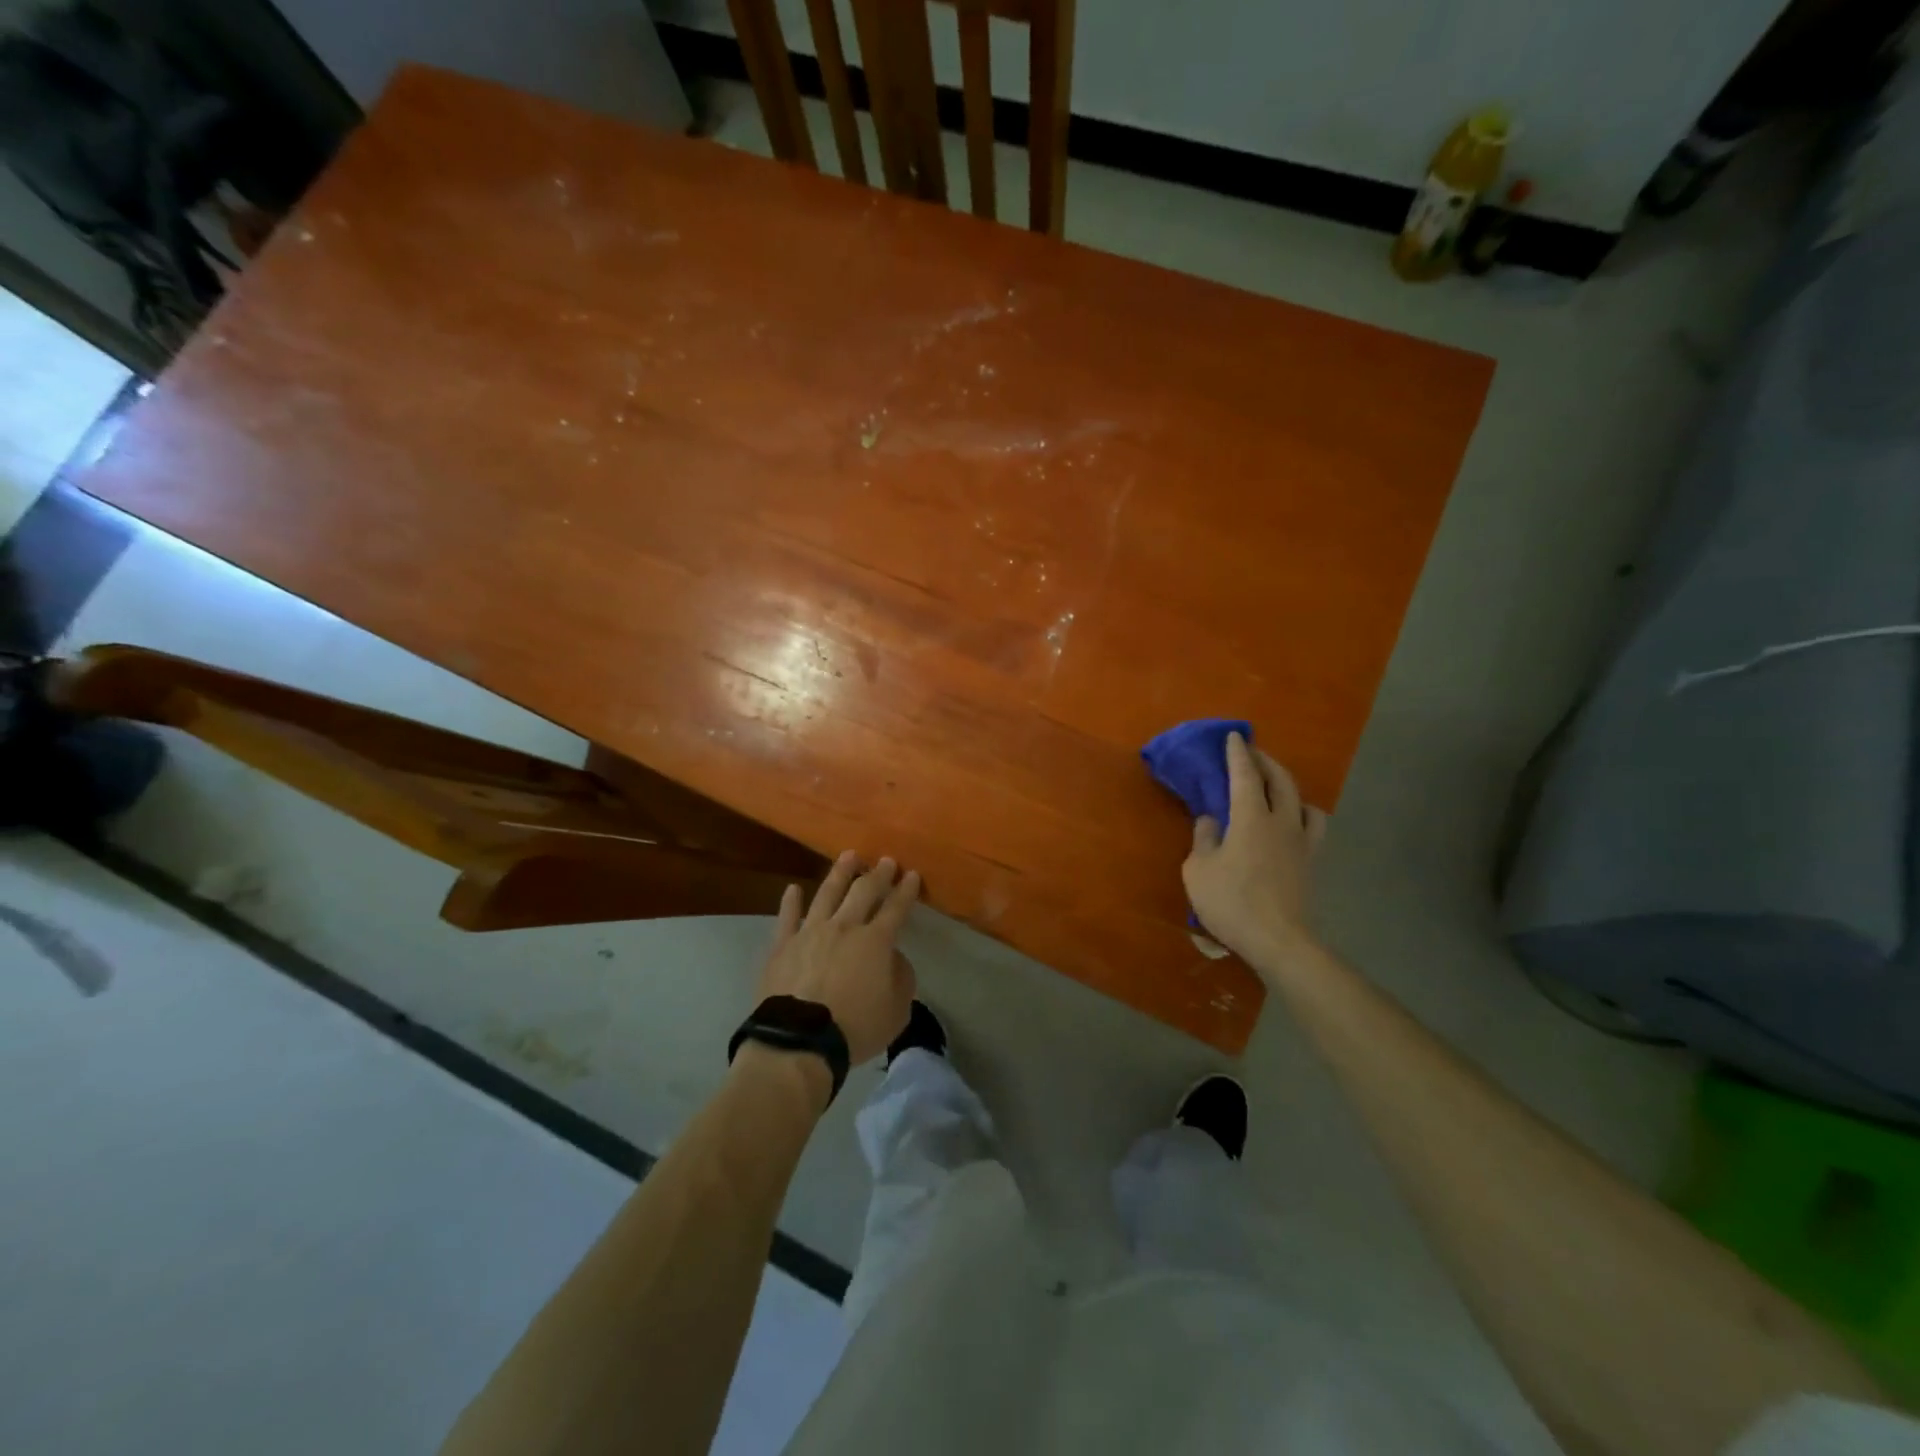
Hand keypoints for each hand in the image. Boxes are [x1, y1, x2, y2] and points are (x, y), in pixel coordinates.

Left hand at [758, 851, 919, 1064]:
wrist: (800, 1041)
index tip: (912, 874)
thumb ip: (902, 979)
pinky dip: (791, 902)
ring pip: (827, 893)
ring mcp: (810, 932)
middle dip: (878, 874)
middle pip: (864, 892)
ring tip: (849, 856)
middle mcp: (844, 927)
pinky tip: (793, 889)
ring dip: (840, 873)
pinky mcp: (782, 945)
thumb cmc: (855, 1028)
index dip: (906, 890)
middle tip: (886, 860)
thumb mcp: (897, 1012)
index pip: (896, 908)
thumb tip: (894, 958)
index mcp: (875, 941)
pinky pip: (787, 917)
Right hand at [1182, 733, 1327, 970]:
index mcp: (1251, 818)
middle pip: (1281, 780)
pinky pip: (1313, 827)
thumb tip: (1210, 820)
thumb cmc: (1231, 902)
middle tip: (1252, 753)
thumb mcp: (1198, 870)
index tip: (1234, 736)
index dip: (1238, 753)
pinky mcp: (1311, 863)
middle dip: (1266, 762)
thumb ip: (1203, 839)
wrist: (1278, 941)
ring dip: (1289, 787)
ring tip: (1276, 789)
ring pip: (1303, 801)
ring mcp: (1302, 842)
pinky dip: (1303, 816)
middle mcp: (1282, 822)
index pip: (1245, 775)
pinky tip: (1292, 824)